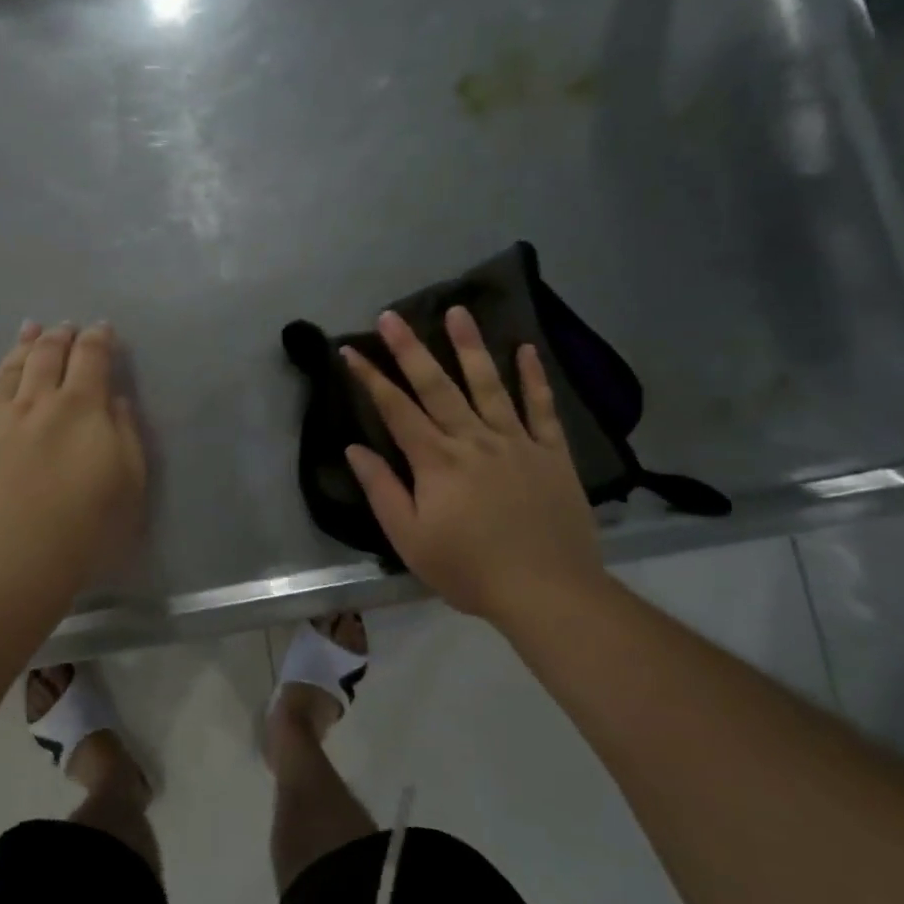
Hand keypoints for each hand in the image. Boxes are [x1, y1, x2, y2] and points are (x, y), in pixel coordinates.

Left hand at [0, 321, 146, 602]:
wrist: (8, 559)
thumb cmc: (83, 526)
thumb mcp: (128, 482)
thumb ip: (125, 434)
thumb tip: (115, 400)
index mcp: (80, 407)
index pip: (91, 357)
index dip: (98, 339)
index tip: (101, 329)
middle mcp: (36, 403)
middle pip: (46, 356)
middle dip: (58, 336)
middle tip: (63, 327)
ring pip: (9, 372)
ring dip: (21, 348)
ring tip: (27, 332)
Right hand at [341, 309, 603, 625]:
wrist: (549, 592)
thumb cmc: (470, 569)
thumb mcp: (410, 540)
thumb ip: (381, 490)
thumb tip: (354, 449)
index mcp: (436, 461)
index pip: (396, 410)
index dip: (370, 378)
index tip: (351, 350)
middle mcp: (473, 440)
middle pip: (437, 386)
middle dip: (410, 349)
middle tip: (391, 315)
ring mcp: (516, 442)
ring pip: (489, 385)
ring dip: (470, 347)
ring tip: (457, 311)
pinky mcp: (552, 454)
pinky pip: (542, 408)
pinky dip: (535, 378)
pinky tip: (527, 349)